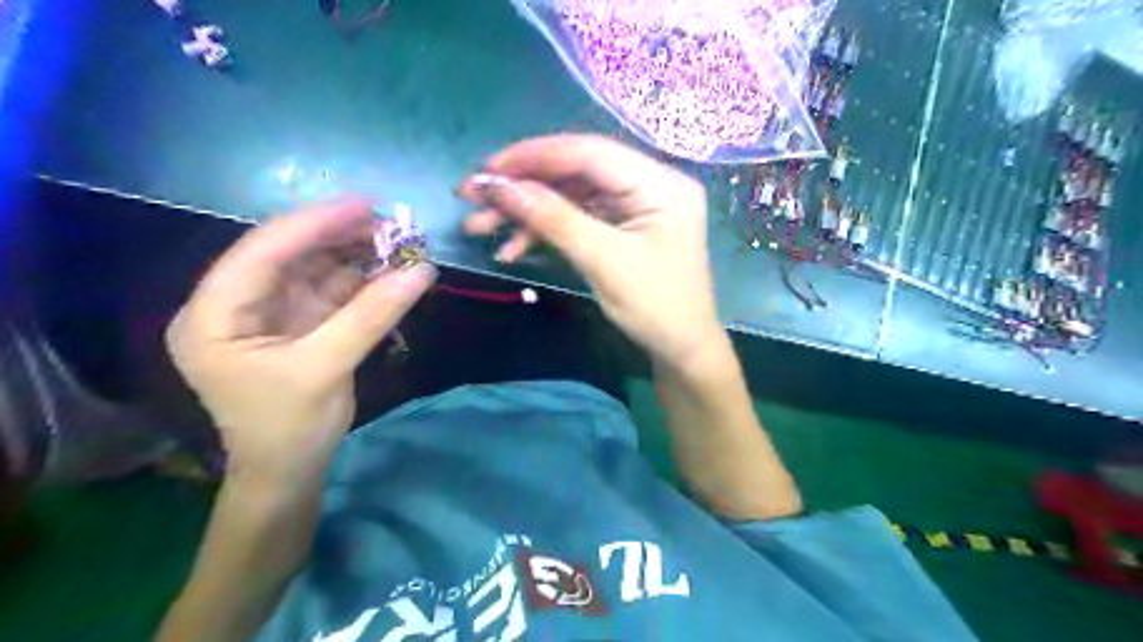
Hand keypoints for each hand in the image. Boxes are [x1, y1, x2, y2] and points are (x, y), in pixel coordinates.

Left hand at [166, 197, 437, 481]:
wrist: (289, 472)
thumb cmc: (289, 428)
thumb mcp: (327, 368)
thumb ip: (372, 315)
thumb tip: (422, 271)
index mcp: (213, 315)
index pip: (261, 253)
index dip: (313, 223)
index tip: (364, 204)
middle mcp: (236, 306)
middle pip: (289, 255)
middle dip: (338, 236)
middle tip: (390, 224)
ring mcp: (270, 314)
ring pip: (314, 269)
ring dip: (355, 255)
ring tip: (398, 242)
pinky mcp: (300, 324)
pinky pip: (332, 291)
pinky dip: (362, 280)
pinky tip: (390, 269)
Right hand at [458, 134, 716, 369]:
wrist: (682, 351)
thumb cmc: (655, 308)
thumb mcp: (603, 261)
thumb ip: (553, 219)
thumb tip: (497, 186)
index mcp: (660, 182)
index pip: (588, 153)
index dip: (533, 157)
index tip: (486, 169)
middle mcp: (650, 183)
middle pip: (576, 171)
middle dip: (523, 186)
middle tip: (474, 197)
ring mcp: (636, 206)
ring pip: (571, 196)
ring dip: (526, 212)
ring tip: (480, 227)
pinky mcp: (623, 226)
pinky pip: (579, 218)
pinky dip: (546, 231)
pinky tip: (512, 248)